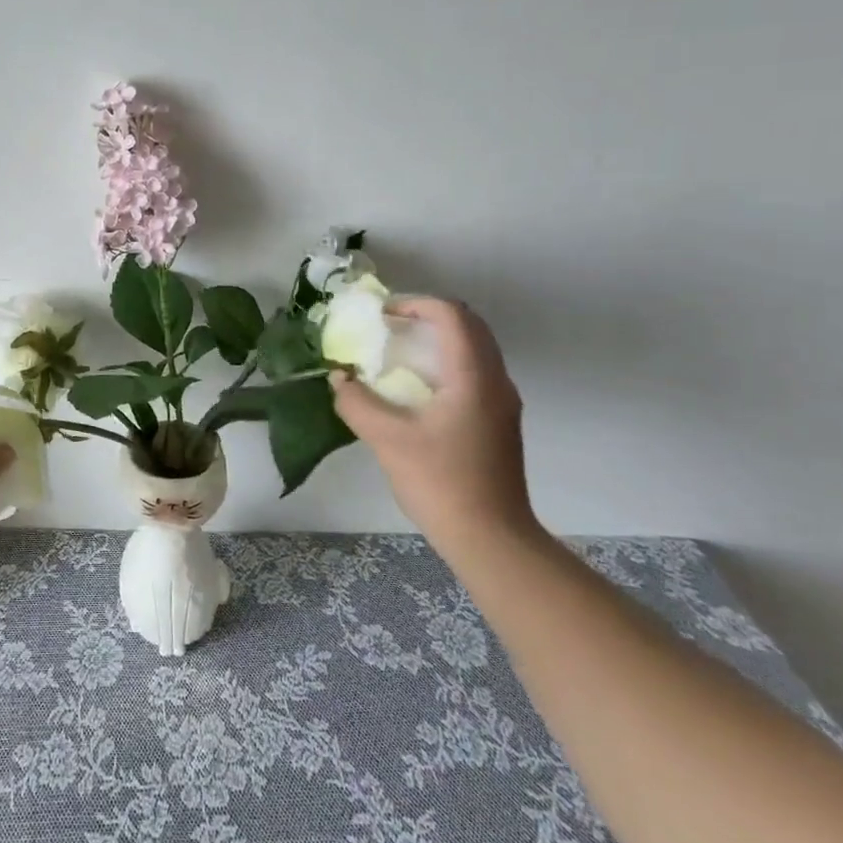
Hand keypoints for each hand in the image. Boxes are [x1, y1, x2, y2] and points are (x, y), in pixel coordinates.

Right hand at [329, 298, 536, 551]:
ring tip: (399, 354)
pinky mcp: (499, 422)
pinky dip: (446, 362)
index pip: (451, 315)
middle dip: (427, 317)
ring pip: (475, 348)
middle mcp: (495, 381)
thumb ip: (357, 402)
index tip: (381, 315)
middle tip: (389, 327)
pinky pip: (475, 371)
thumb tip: (340, 378)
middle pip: (468, 325)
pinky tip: (417, 389)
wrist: (491, 539)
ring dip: (438, 339)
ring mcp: (502, 402)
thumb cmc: (440, 482)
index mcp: (473, 376)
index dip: (415, 303)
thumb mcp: (387, 439)